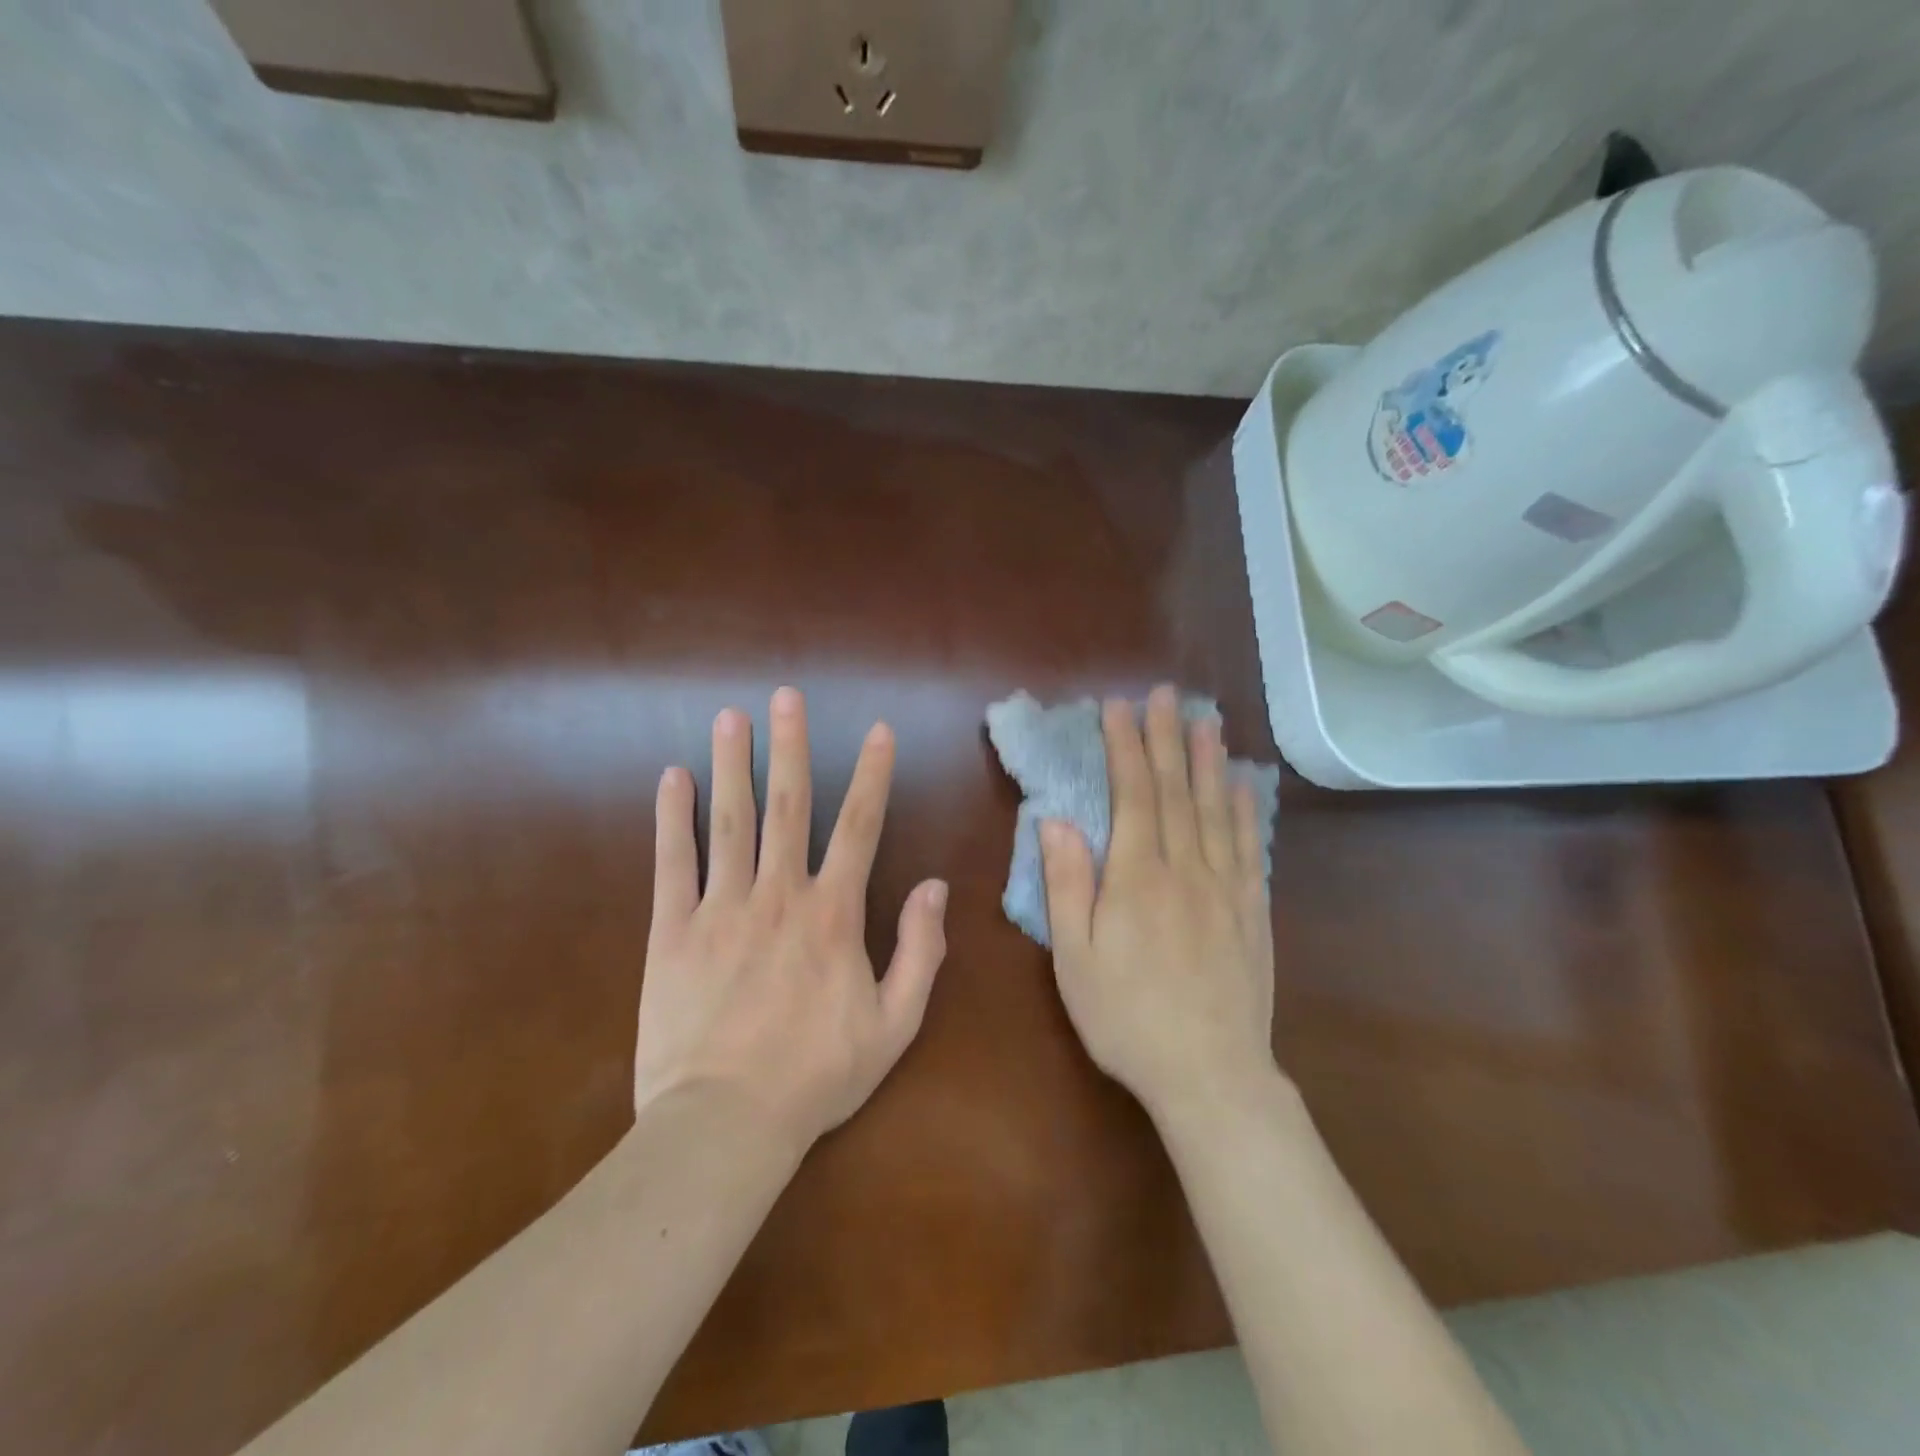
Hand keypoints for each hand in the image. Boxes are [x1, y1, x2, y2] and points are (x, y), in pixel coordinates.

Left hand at [635, 687, 948, 1152]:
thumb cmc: (817, 1076)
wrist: (725, 1125)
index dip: (872, 774)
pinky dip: (672, 819)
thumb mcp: (894, 1024)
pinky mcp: (672, 932)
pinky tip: (671, 780)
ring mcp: (720, 908)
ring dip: (731, 765)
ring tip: (731, 718)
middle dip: (790, 746)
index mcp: (832, 914)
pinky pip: (672, 864)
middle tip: (786, 697)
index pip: (859, 826)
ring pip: (729, 822)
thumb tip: (935, 887)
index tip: (877, 730)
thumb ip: (919, 951)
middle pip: (788, 805)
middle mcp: (778, 894)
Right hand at [1039, 685, 1275, 1118]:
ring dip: (1208, 761)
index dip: (1125, 746)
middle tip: (1164, 693)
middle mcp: (1186, 868)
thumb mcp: (1075, 959)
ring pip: (1216, 809)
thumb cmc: (1127, 1018)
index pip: (1132, 794)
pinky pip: (1250, 847)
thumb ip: (1067, 886)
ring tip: (1204, 720)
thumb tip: (1057, 821)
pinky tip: (1242, 786)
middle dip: (1166, 737)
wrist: (1211, 1075)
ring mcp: (1226, 887)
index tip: (1118, 707)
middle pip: (1176, 790)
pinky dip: (1245, 810)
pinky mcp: (1252, 910)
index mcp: (1137, 877)